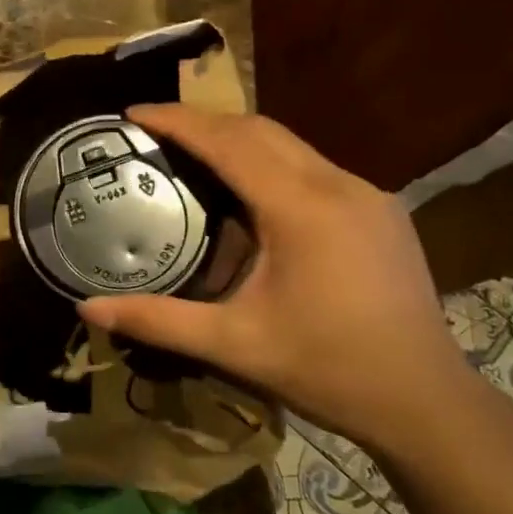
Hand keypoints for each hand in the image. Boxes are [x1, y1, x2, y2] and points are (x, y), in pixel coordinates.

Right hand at [80, 105, 474, 454]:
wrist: (425, 401)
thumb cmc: (327, 369)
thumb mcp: (234, 345)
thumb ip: (158, 321)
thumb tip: (87, 308)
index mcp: (301, 208)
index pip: (229, 142)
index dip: (178, 121)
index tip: (133, 112)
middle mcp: (339, 185)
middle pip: (261, 130)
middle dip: (205, 121)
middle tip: (155, 131)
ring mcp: (368, 195)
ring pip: (291, 145)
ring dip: (239, 140)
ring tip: (193, 155)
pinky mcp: (381, 212)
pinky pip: (314, 169)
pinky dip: (271, 164)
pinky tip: (251, 196)